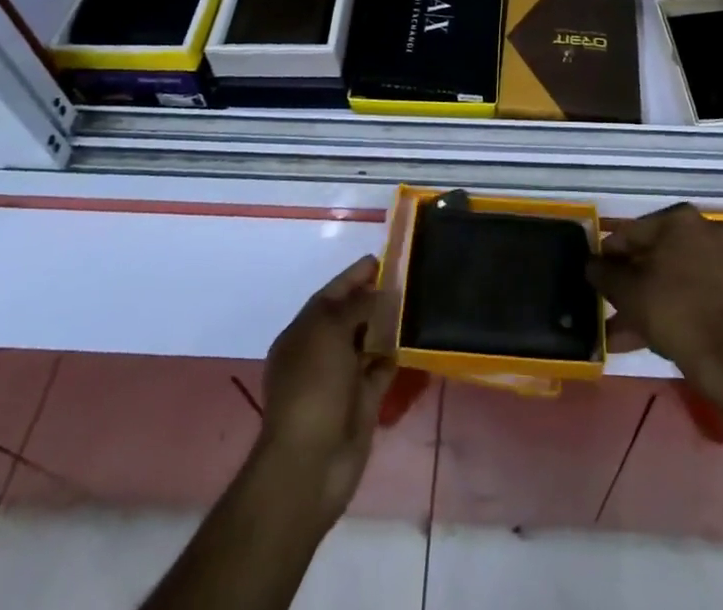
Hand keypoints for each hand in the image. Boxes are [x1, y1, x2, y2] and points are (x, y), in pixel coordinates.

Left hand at [256, 256, 395, 523]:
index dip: (355, 276)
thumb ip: (357, 306)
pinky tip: (416, 338)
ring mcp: (342, 378)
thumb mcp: (329, 332)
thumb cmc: (313, 388)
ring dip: (389, 324)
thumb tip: (381, 294)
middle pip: (351, 316)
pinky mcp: (363, 401)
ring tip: (419, 301)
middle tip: (410, 276)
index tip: (384, 258)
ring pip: (369, 341)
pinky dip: (396, 354)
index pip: (331, 294)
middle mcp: (321, 352)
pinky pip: (382, 368)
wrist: (311, 464)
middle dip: (375, 297)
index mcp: (303, 333)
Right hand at [587, 204, 722, 399]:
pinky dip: (663, 307)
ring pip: (667, 277)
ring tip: (615, 328)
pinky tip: (636, 335)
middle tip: (605, 300)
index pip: (631, 232)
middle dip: (626, 281)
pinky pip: (684, 292)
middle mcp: (701, 230)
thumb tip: (590, 264)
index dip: (608, 255)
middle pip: (650, 254)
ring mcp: (717, 260)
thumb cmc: (670, 308)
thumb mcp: (625, 289)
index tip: (594, 275)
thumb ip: (602, 272)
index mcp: (679, 219)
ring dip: (641, 299)